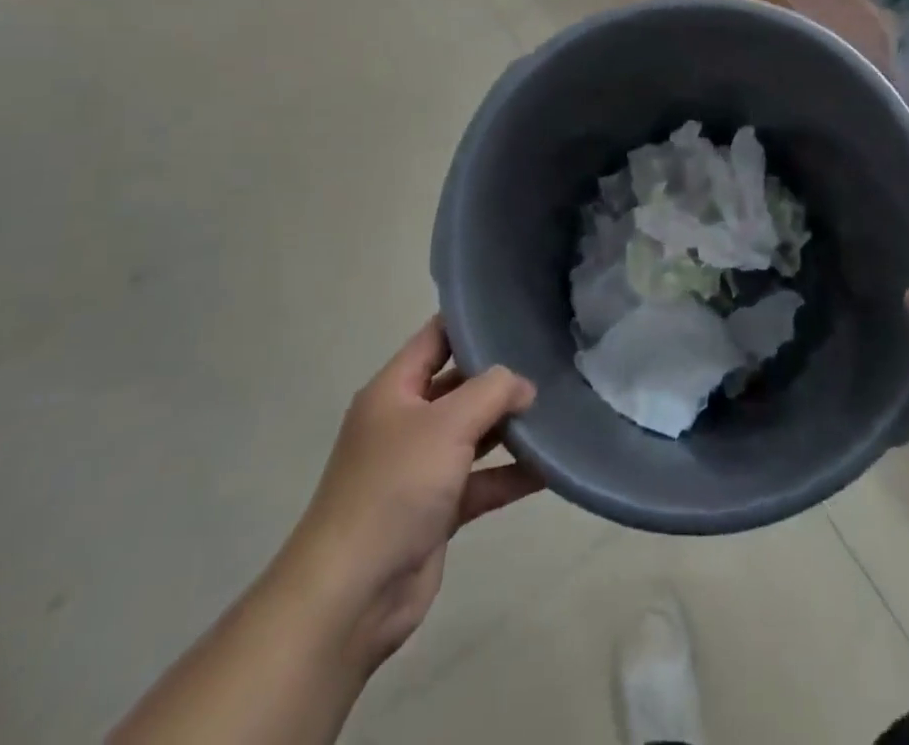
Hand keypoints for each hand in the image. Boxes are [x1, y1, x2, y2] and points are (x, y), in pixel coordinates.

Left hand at [287, 317, 541, 674]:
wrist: (351, 595)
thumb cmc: (394, 487)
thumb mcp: (447, 423)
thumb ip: (492, 391)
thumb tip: (524, 386)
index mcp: (394, 390)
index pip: (436, 337)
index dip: (471, 322)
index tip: (516, 311)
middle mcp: (406, 422)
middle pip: (459, 385)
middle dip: (501, 377)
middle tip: (550, 361)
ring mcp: (420, 468)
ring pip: (473, 434)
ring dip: (510, 426)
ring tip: (557, 410)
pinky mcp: (436, 510)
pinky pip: (480, 481)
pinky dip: (510, 475)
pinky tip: (549, 468)